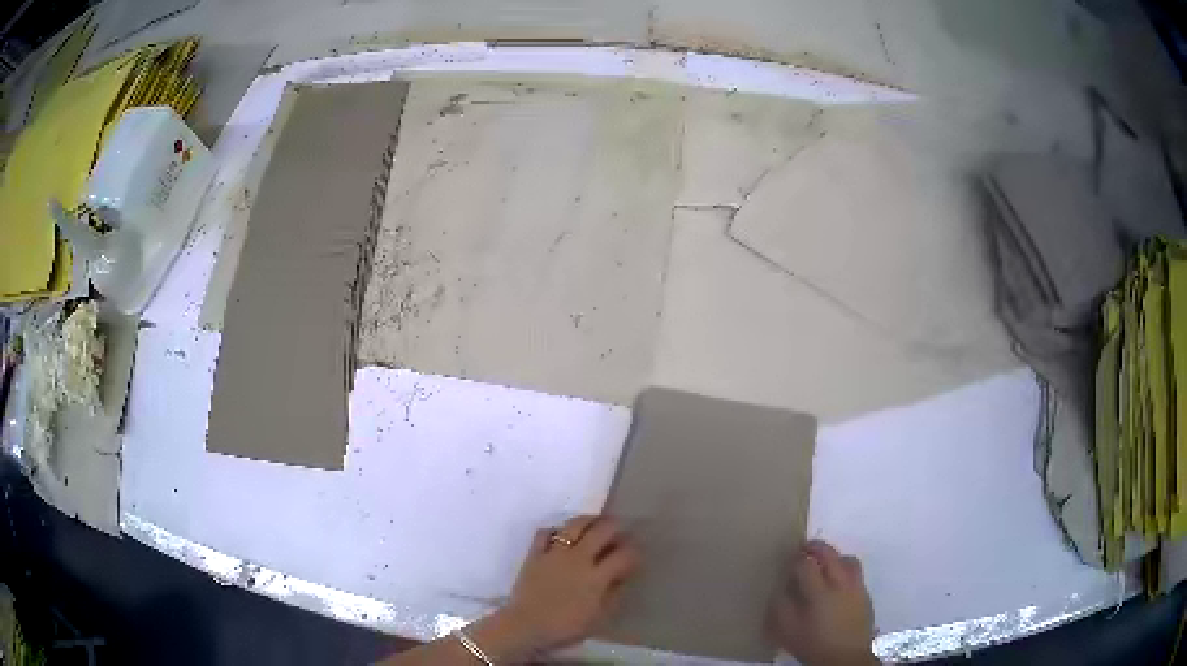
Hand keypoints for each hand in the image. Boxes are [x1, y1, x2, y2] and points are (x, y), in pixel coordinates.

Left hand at [474, 516, 639, 660]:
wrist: (525, 626)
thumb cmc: (565, 627)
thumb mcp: (598, 618)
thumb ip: (613, 595)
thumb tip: (621, 578)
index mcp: (597, 577)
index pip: (623, 555)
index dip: (633, 552)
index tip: (636, 554)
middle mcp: (578, 558)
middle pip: (602, 531)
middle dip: (615, 527)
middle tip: (620, 530)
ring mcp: (555, 553)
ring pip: (575, 525)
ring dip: (589, 520)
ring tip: (595, 523)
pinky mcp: (535, 553)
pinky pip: (545, 532)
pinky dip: (555, 530)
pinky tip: (561, 534)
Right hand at [768, 540, 876, 665]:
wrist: (845, 658)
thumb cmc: (812, 644)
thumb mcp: (786, 630)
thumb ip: (780, 606)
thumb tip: (780, 587)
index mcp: (818, 592)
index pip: (805, 564)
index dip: (795, 558)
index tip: (789, 558)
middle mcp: (840, 584)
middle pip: (830, 554)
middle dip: (816, 547)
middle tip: (805, 548)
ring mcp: (856, 588)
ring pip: (848, 560)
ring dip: (835, 556)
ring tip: (825, 563)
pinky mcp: (866, 595)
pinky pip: (856, 574)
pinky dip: (845, 570)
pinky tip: (838, 583)